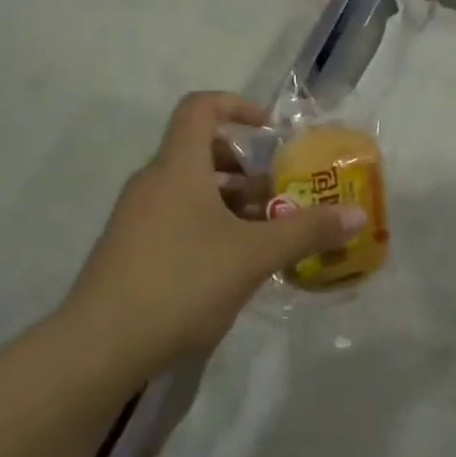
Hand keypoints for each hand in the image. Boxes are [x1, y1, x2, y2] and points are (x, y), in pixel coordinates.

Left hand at [63, 92, 365, 368]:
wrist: (98, 349)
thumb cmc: (181, 282)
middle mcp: (153, 183)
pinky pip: (177, 219)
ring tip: (264, 236)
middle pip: (201, 152)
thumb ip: (308, 230)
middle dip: (246, 169)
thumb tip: (358, 215)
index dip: (238, 107)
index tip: (271, 131)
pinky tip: (232, 267)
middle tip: (278, 197)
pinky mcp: (130, 252)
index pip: (201, 108)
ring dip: (231, 203)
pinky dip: (209, 226)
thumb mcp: (255, 255)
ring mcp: (136, 219)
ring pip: (191, 191)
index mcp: (178, 167)